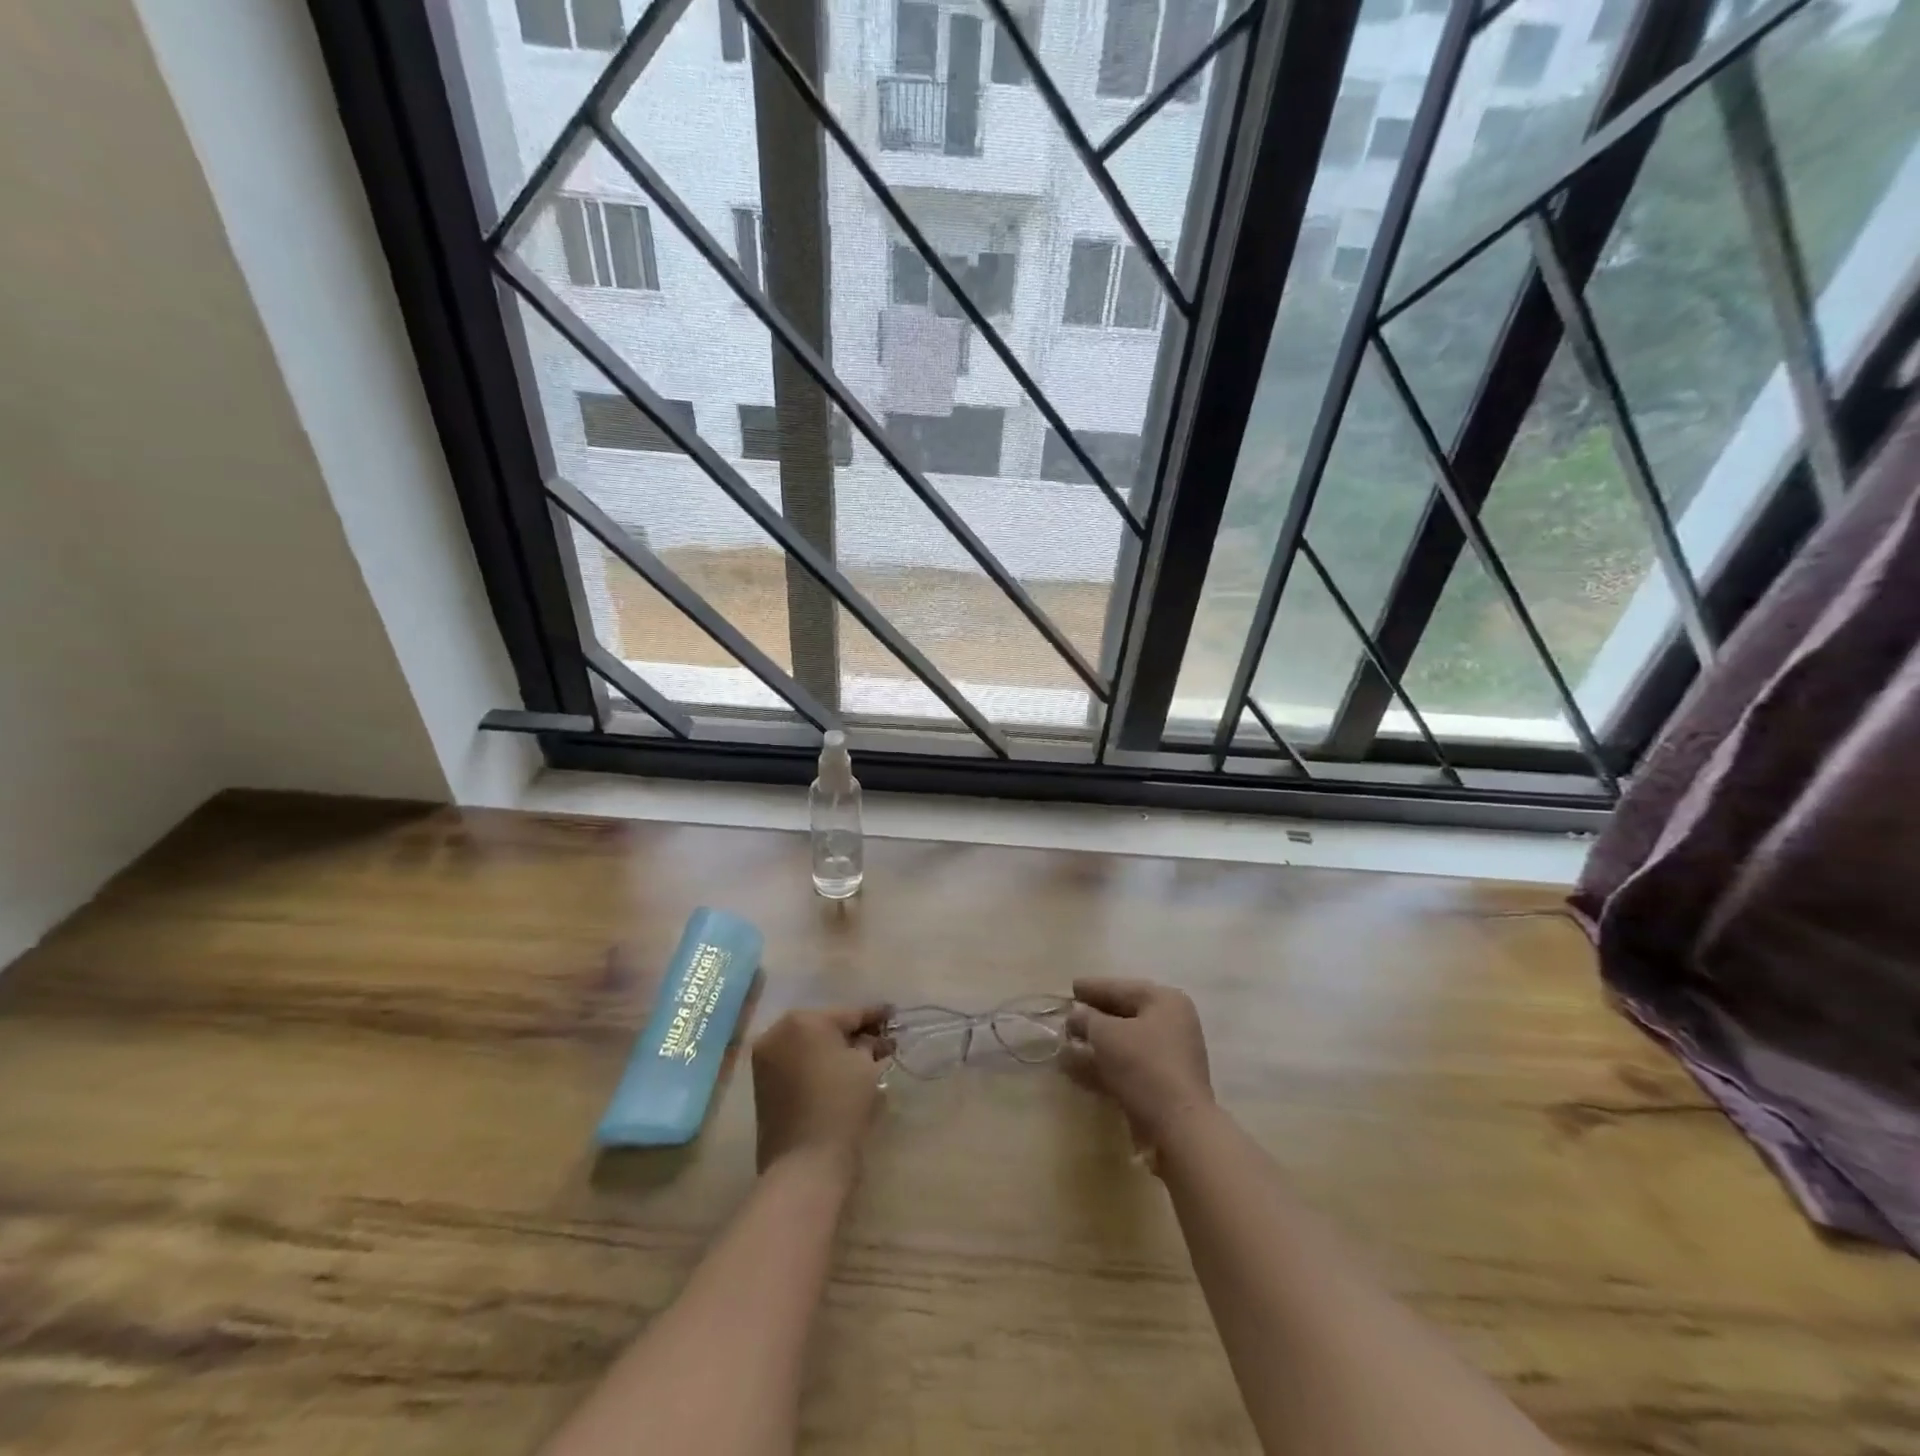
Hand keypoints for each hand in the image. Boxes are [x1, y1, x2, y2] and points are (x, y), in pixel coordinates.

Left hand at [751, 1005, 891, 1176]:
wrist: (804, 1164)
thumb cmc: (841, 1106)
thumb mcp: (865, 1067)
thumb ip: (870, 1045)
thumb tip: (873, 1040)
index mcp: (803, 1020)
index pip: (848, 1013)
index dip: (875, 1016)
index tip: (893, 1014)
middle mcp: (777, 1032)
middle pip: (825, 1026)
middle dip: (852, 1032)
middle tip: (880, 1040)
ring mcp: (765, 1058)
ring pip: (808, 1044)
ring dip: (832, 1048)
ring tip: (862, 1057)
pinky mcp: (761, 1084)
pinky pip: (795, 1062)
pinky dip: (815, 1063)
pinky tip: (837, 1072)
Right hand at [1062, 978, 1213, 1154]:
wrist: (1177, 1126)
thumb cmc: (1143, 1064)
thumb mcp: (1106, 1034)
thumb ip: (1086, 1019)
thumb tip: (1076, 1015)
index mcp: (1164, 1001)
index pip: (1121, 988)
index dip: (1093, 987)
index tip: (1071, 987)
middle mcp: (1172, 1024)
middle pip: (1124, 1015)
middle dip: (1093, 1018)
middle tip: (1067, 1015)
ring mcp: (1169, 1057)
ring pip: (1124, 1044)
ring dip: (1094, 1045)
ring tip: (1064, 1044)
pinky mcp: (1162, 1085)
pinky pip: (1127, 1067)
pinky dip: (1102, 1066)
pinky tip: (1074, 1069)